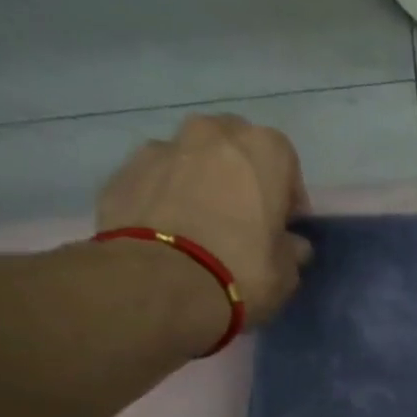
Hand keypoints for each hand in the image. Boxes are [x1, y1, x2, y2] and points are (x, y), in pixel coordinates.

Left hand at [96, 114, 314, 331]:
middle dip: (241, 175)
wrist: (159, 282)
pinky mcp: (125, 169)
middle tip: (244, 216)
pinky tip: (170, 231)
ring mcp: (163, 146)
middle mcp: (212, 134)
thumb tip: (291, 244)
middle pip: (234, 145)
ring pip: (191, 157)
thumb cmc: (241, 271)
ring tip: (201, 223)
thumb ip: (290, 249)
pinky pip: (157, 178)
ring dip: (200, 180)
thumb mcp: (286, 273)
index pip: (285, 160)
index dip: (286, 193)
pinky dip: (165, 195)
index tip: (284, 224)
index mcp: (262, 151)